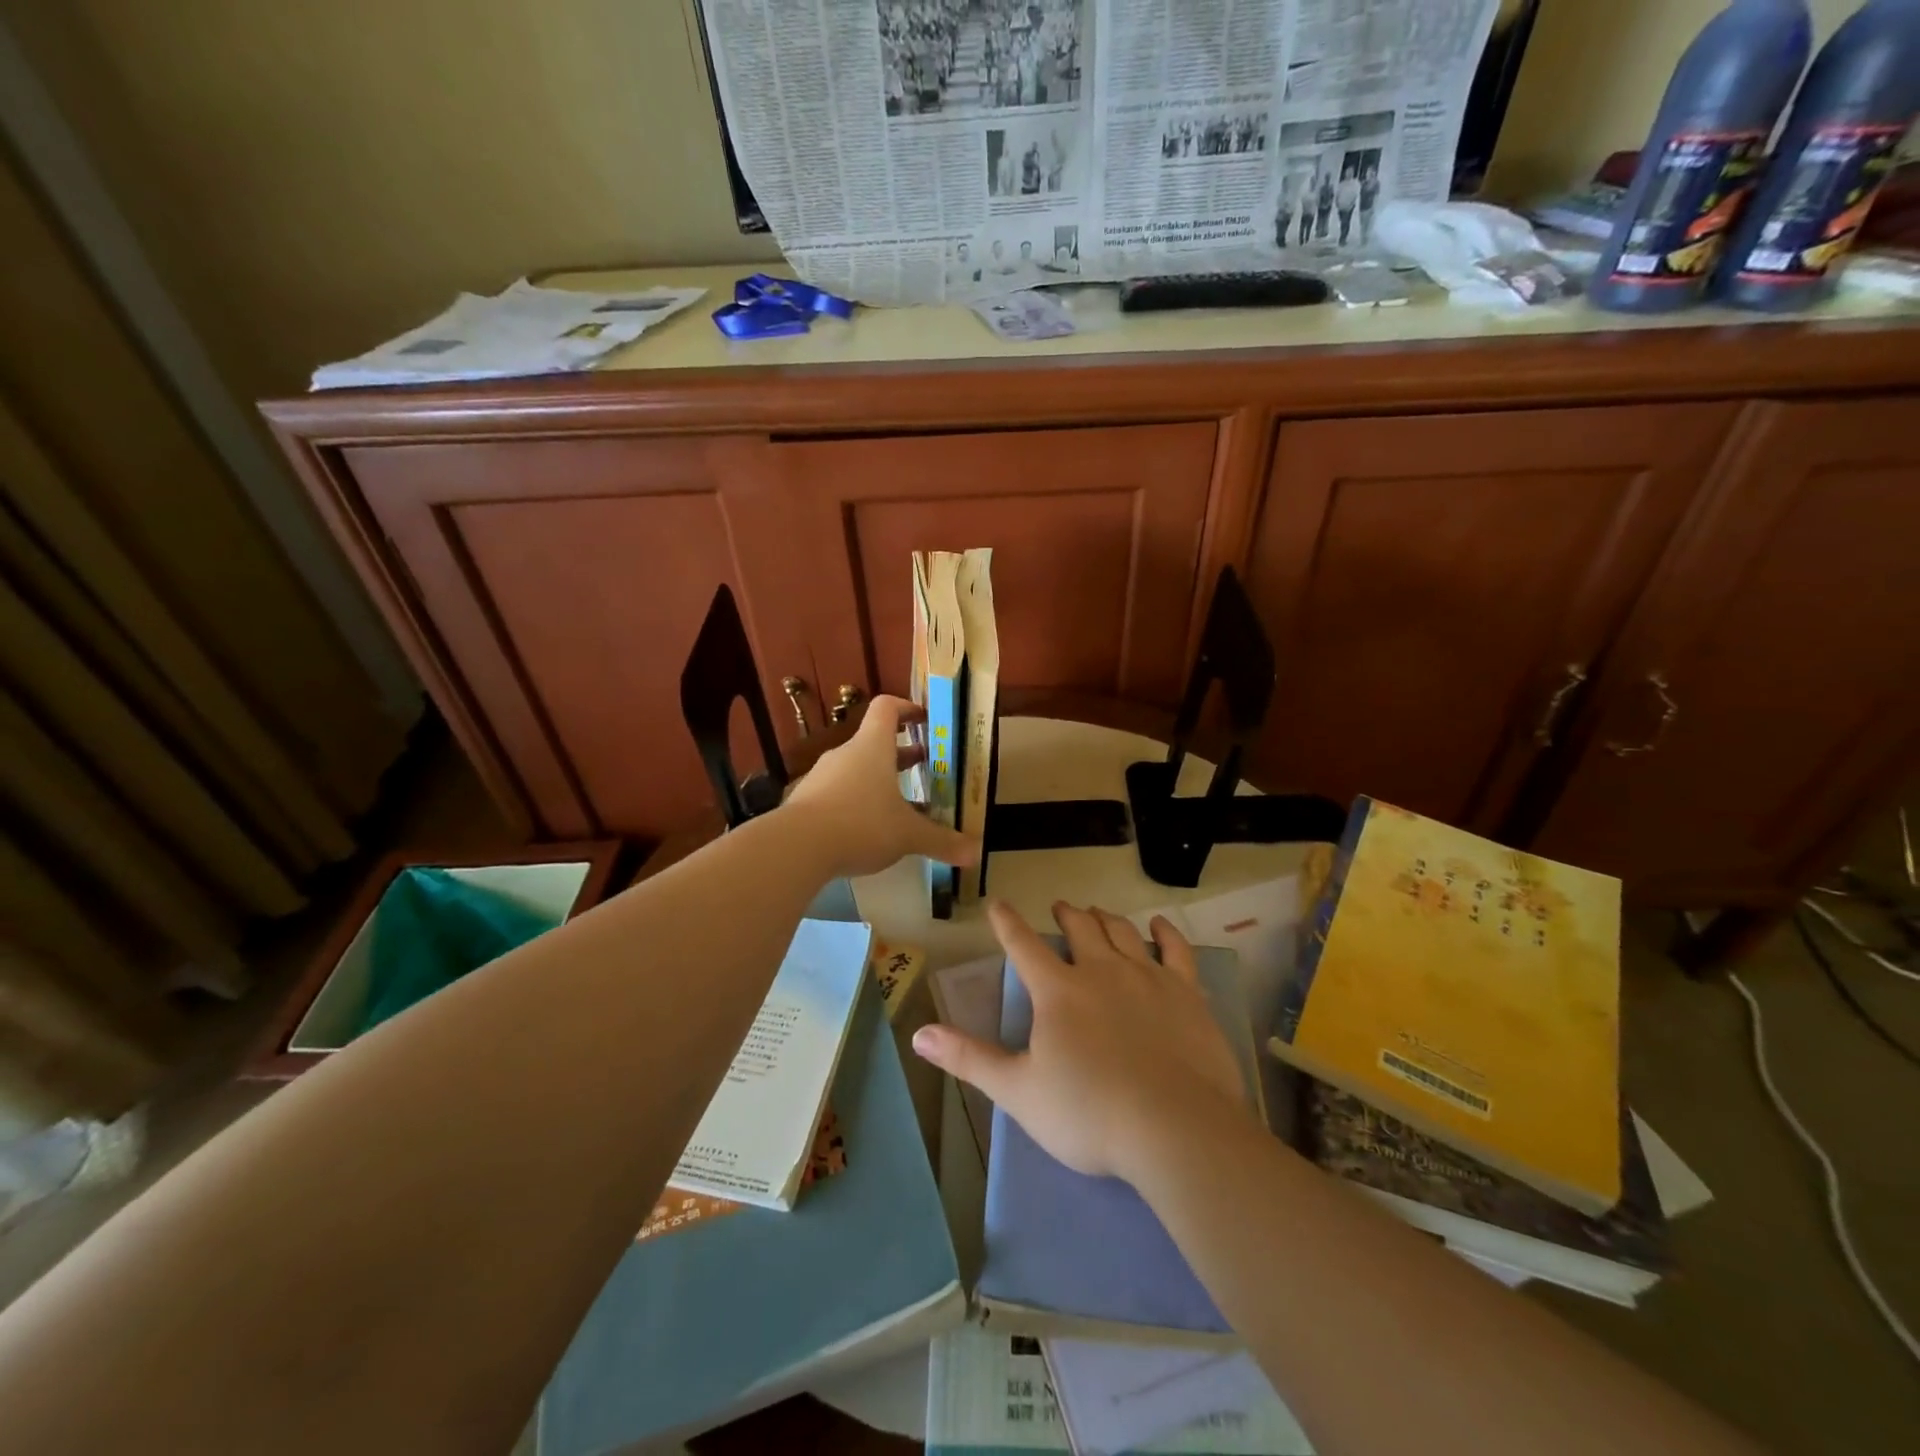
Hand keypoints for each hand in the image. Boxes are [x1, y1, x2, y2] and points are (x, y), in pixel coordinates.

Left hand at [785, 695, 978, 879]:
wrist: (796, 847)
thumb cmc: (861, 824)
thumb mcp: (908, 835)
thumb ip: (941, 841)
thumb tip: (977, 854)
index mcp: (872, 747)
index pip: (887, 708)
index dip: (907, 708)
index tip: (925, 719)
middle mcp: (846, 755)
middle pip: (874, 742)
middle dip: (901, 753)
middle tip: (925, 766)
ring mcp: (822, 777)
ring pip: (857, 770)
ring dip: (880, 780)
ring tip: (901, 803)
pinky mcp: (807, 802)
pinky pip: (839, 793)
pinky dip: (857, 802)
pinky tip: (868, 829)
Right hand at [912, 901, 1251, 1184]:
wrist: (1174, 1128)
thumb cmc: (1089, 1113)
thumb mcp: (1018, 1091)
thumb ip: (969, 1058)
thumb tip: (919, 1034)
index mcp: (1058, 991)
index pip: (1024, 945)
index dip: (1008, 923)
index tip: (998, 904)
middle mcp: (1101, 970)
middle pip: (1080, 928)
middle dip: (1066, 914)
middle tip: (1061, 907)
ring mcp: (1147, 976)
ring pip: (1122, 932)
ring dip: (1105, 918)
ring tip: (1097, 912)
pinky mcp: (1185, 992)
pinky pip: (1176, 949)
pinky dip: (1165, 932)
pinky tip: (1159, 925)